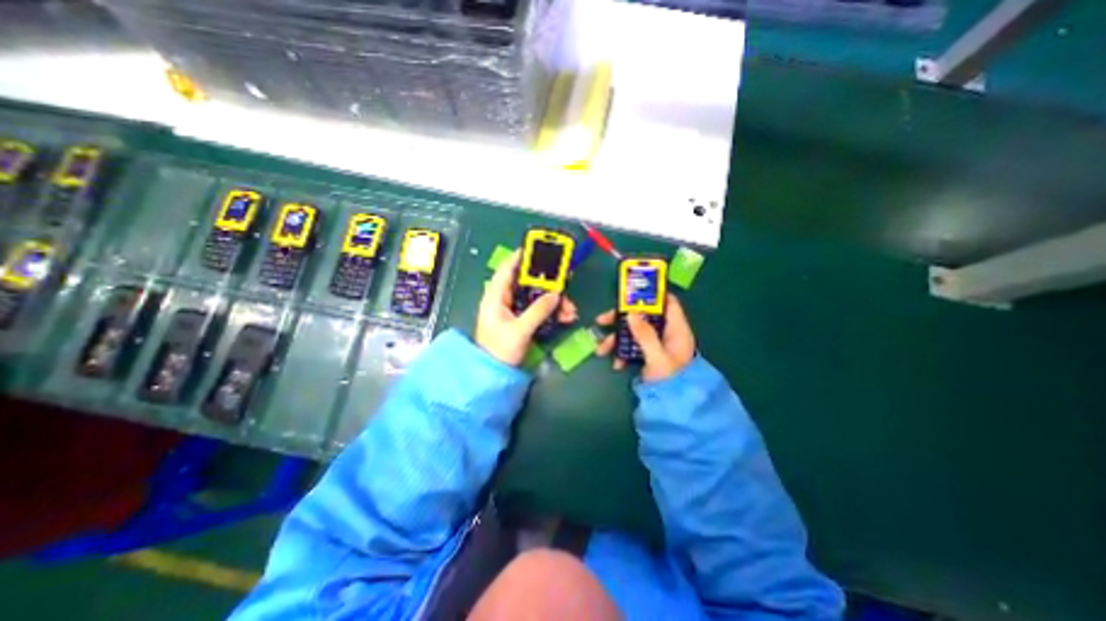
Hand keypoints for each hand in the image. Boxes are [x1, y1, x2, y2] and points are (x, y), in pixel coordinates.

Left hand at [476, 250, 578, 365]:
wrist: (494, 374)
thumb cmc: (500, 350)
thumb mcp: (520, 330)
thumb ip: (538, 311)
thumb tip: (556, 295)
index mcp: (496, 297)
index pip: (506, 270)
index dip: (520, 257)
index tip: (537, 249)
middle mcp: (504, 300)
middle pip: (527, 283)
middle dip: (547, 284)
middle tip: (564, 282)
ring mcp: (513, 310)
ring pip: (536, 297)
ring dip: (553, 301)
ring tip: (570, 308)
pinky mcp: (521, 320)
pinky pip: (538, 310)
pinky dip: (551, 311)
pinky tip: (565, 317)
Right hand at [601, 291, 692, 382]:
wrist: (673, 406)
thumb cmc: (671, 380)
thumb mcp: (658, 357)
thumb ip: (645, 335)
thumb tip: (631, 314)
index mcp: (676, 329)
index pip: (668, 302)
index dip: (652, 295)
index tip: (631, 293)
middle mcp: (666, 333)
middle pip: (643, 316)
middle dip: (621, 319)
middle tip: (602, 320)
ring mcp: (655, 344)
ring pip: (633, 332)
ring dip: (616, 339)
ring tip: (601, 350)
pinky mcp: (647, 354)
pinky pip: (632, 347)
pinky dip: (622, 353)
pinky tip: (616, 364)